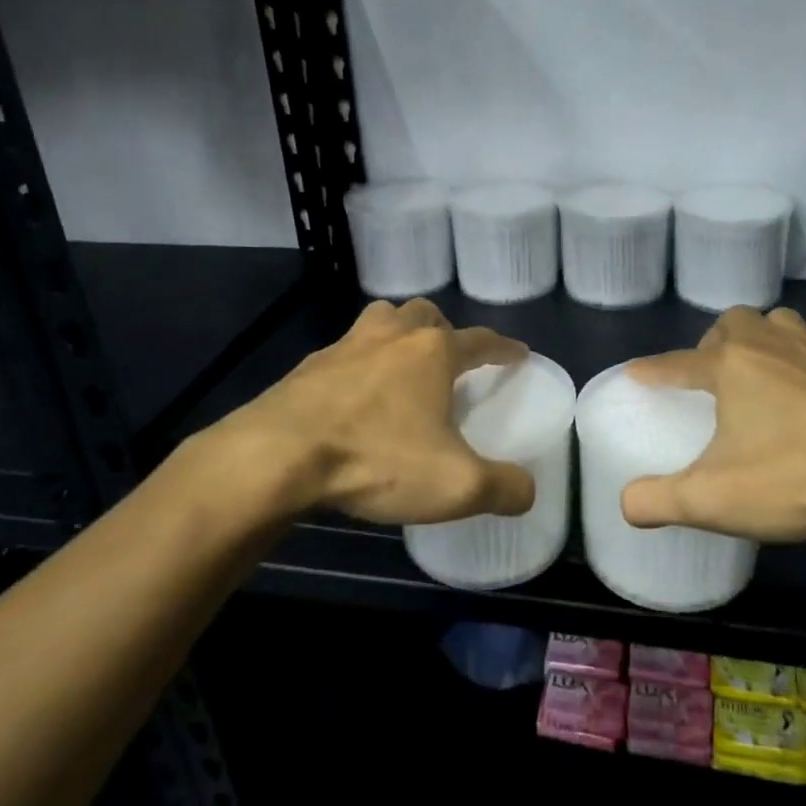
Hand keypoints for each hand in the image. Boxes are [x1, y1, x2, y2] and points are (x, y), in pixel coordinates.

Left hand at [208, 298, 537, 526]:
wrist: (278, 456)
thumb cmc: (376, 459)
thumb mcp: (456, 485)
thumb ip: (503, 487)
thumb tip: (528, 491)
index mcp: (433, 353)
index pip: (480, 341)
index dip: (503, 348)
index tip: (517, 353)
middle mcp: (392, 337)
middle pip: (425, 314)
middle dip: (444, 331)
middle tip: (449, 359)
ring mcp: (345, 346)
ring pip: (381, 321)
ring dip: (398, 334)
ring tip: (401, 365)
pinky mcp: (308, 367)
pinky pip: (344, 351)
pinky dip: (359, 362)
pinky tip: (354, 394)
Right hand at [620, 306, 805, 542]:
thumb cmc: (797, 477)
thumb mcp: (714, 500)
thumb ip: (659, 501)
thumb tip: (626, 504)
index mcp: (731, 365)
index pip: (677, 362)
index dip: (652, 370)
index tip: (635, 374)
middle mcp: (769, 345)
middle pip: (731, 323)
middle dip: (711, 344)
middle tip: (708, 381)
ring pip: (776, 324)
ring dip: (756, 340)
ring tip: (752, 376)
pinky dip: (792, 362)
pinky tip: (798, 400)